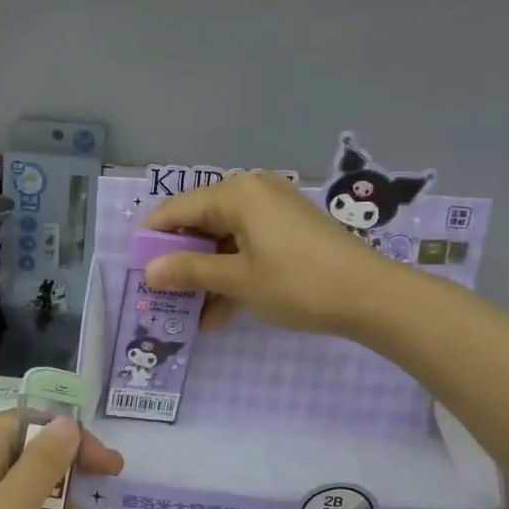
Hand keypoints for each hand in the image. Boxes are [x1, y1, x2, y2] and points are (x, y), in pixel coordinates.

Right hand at [142, 172, 389, 335]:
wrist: (372, 297)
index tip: (137, 271)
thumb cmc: (296, 283)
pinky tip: (219, 315)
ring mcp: (274, 213)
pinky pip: (248, 250)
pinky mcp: (290, 233)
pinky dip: (233, 277)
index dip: (153, 240)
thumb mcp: (237, 280)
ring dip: (207, 277)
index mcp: (235, 194)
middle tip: (161, 295)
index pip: (177, 210)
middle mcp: (252, 193)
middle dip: (181, 262)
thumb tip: (150, 271)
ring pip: (224, 242)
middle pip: (200, 224)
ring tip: (188, 315)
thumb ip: (190, 271)